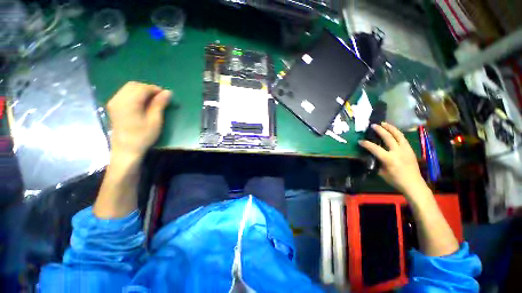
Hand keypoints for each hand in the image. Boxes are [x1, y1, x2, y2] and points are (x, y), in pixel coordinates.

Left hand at [107, 81, 171, 158]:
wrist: (126, 149)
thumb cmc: (143, 136)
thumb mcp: (155, 121)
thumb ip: (159, 104)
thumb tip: (168, 92)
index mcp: (129, 103)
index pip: (142, 88)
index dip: (155, 89)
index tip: (166, 95)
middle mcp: (118, 99)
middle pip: (134, 85)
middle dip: (148, 88)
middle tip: (160, 97)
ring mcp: (114, 102)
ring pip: (128, 88)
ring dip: (142, 91)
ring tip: (152, 100)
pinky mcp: (113, 106)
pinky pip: (124, 93)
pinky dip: (135, 94)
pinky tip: (142, 102)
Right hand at [359, 122, 427, 196]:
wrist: (414, 184)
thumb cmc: (395, 180)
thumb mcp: (382, 172)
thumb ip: (377, 162)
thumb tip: (373, 155)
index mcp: (389, 159)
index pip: (375, 148)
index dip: (366, 144)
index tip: (360, 141)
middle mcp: (398, 152)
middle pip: (388, 137)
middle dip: (380, 130)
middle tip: (373, 125)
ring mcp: (406, 150)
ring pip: (398, 135)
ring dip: (390, 128)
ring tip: (384, 123)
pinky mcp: (410, 150)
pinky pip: (403, 138)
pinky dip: (397, 133)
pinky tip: (393, 131)